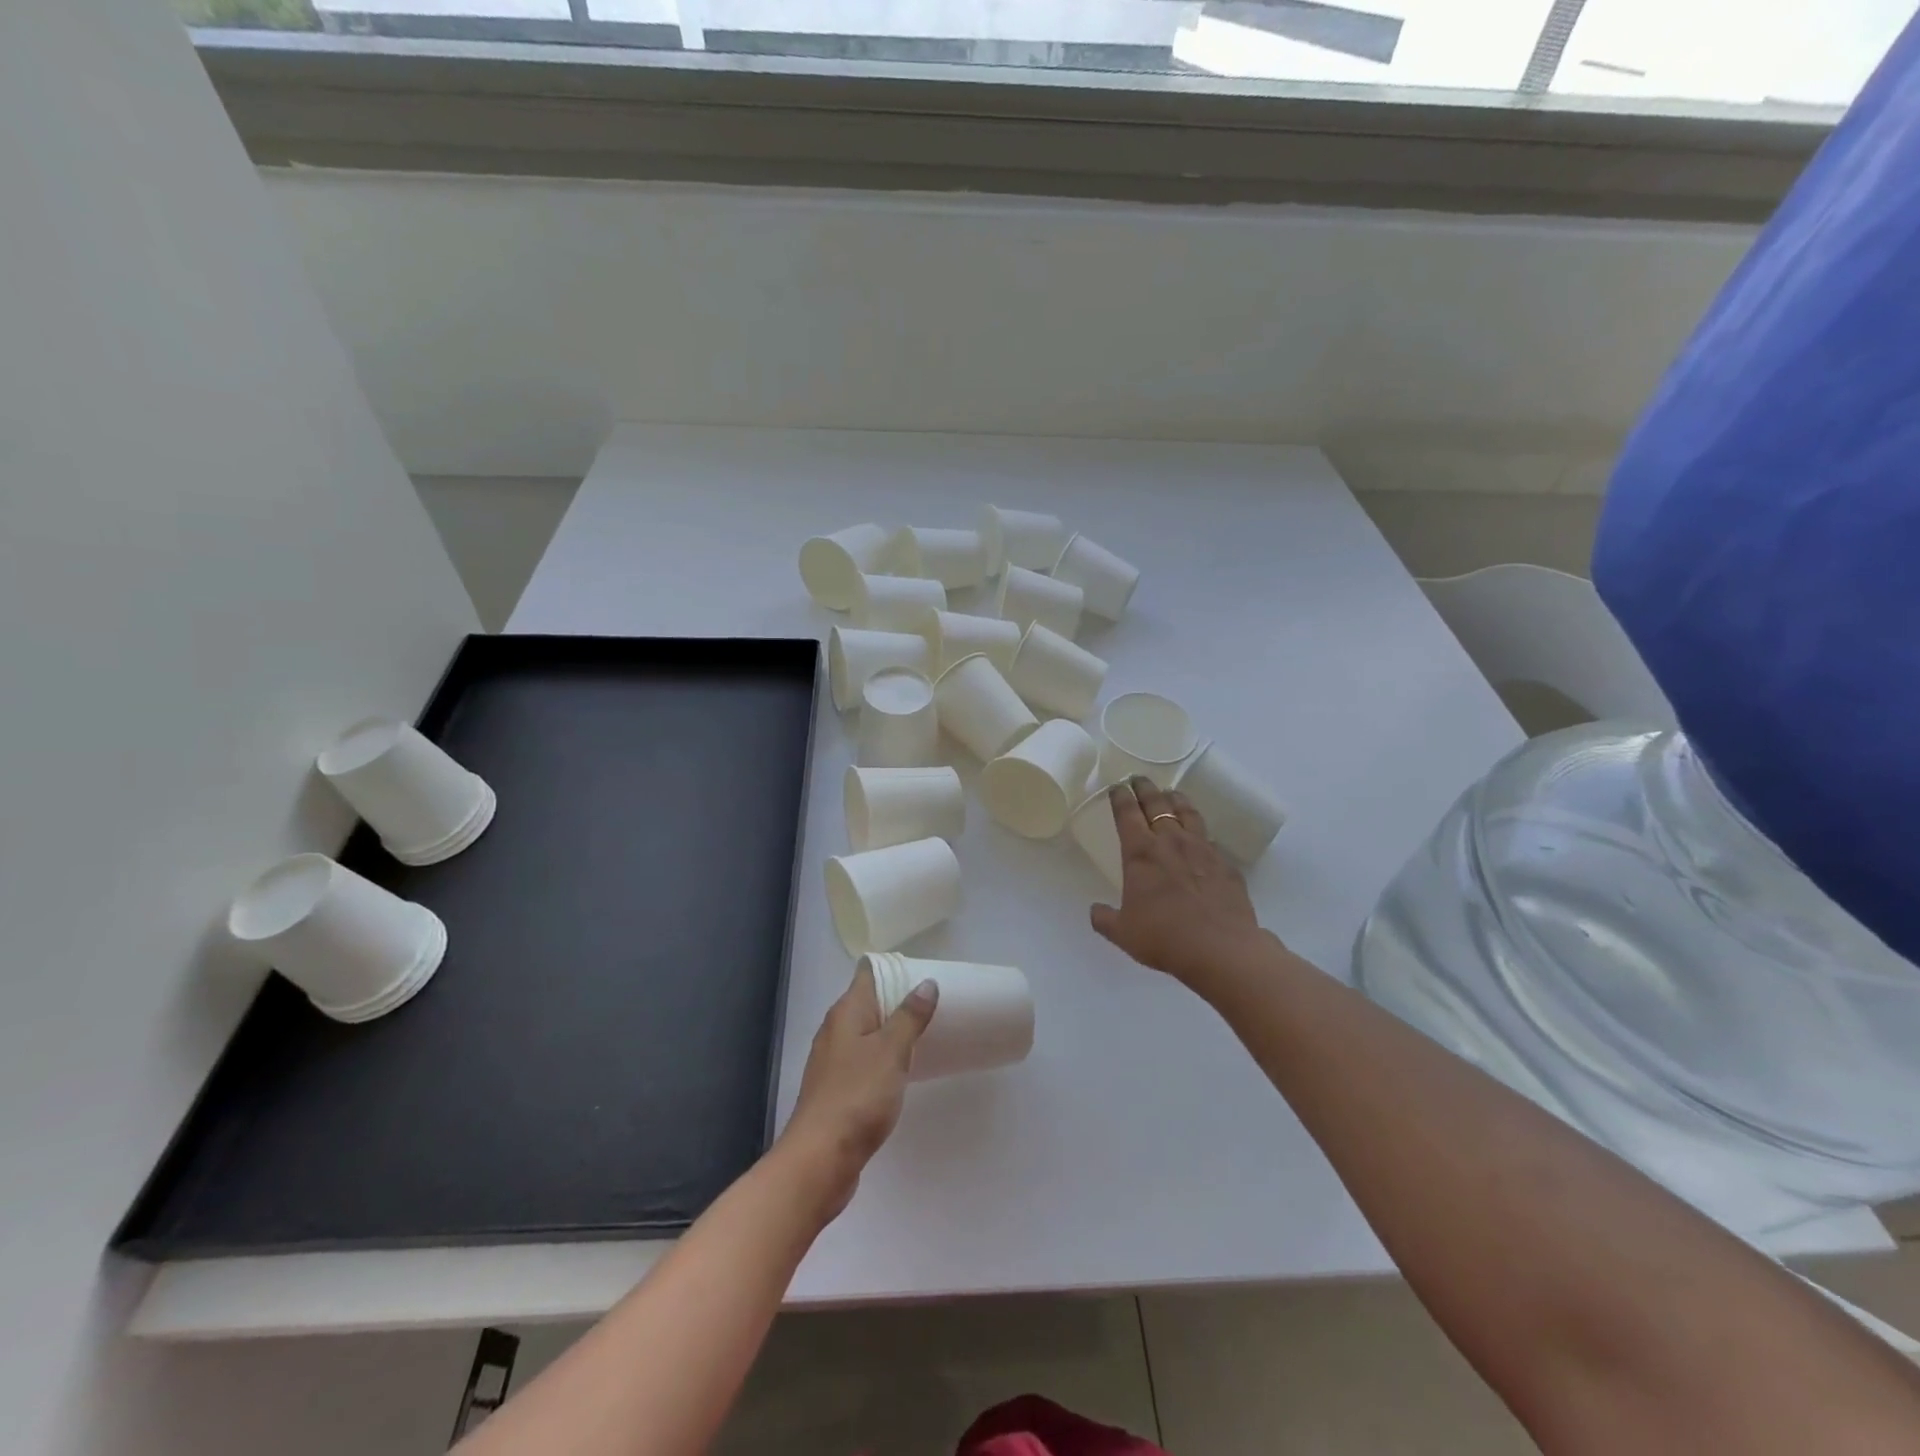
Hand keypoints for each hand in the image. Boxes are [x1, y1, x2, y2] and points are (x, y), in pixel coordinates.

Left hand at [778, 964, 937, 1217]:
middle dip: (898, 999)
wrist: (820, 1159)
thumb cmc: (858, 1096)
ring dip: (892, 1030)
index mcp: (845, 1013)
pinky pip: (864, 1060)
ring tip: (925, 1032)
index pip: (867, 974)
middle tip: (934, 1002)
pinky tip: (903, 1069)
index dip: (893, 968)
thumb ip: (909, 1016)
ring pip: (867, 1033)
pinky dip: (884, 1057)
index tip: (923, 972)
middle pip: (868, 1002)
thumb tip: (926, 983)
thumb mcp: (891, 1051)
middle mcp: (835, 1030)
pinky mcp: (837, 1089)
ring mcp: (833, 1061)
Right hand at [1090, 777, 1266, 989]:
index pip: (1127, 813)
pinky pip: (1210, 839)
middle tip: (1139, 779)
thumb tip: (1095, 911)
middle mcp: (1171, 842)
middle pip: (1157, 804)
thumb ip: (1105, 919)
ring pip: (1188, 813)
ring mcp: (1203, 850)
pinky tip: (1200, 838)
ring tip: (1171, 794)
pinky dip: (1200, 833)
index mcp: (1141, 853)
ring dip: (1176, 800)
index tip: (1117, 786)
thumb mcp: (1123, 933)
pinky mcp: (1226, 864)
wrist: (1221, 949)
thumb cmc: (1164, 937)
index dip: (1120, 797)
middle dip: (1145, 788)